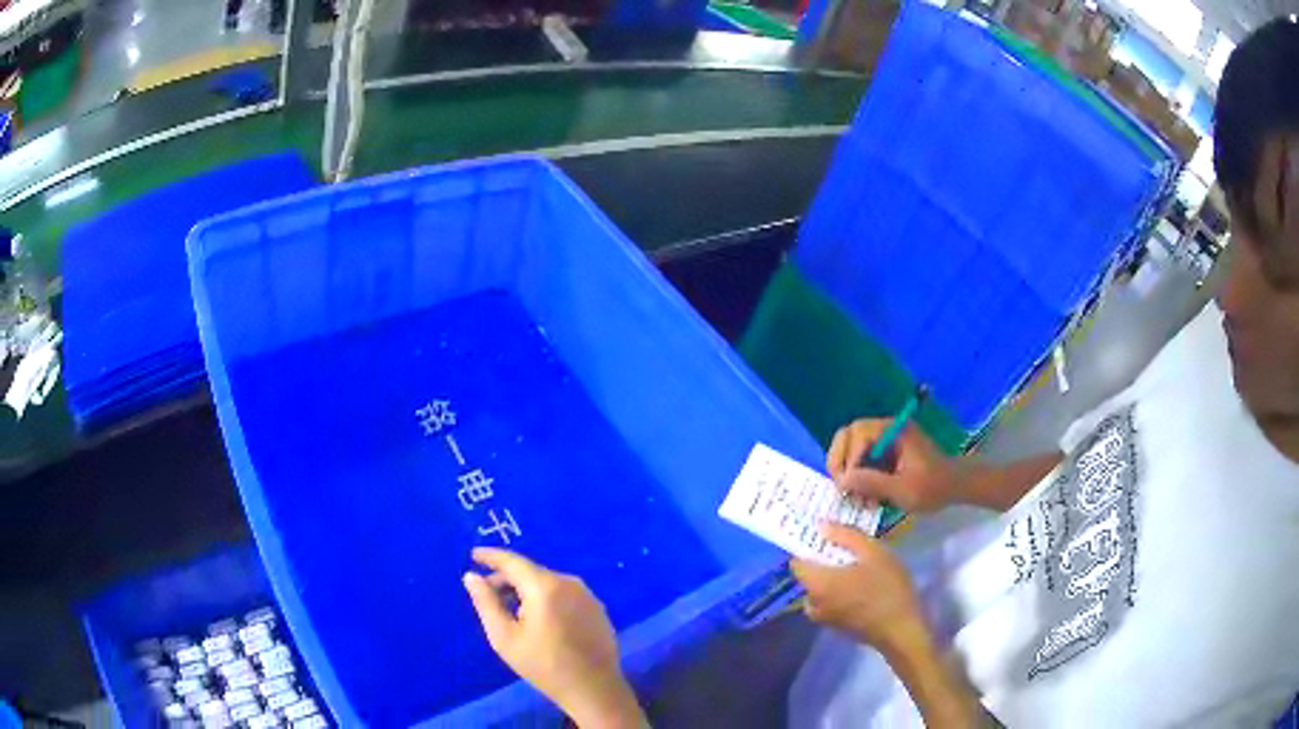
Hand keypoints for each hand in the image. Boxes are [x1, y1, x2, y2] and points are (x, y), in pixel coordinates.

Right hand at [463, 548, 644, 728]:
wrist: (593, 688)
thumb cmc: (544, 665)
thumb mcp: (504, 637)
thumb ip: (486, 603)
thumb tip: (471, 576)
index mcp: (546, 587)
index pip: (513, 562)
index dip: (491, 557)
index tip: (474, 555)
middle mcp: (570, 583)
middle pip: (531, 572)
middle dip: (506, 578)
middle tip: (486, 591)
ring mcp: (587, 595)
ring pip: (548, 583)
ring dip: (526, 590)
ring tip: (509, 608)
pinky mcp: (597, 609)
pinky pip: (564, 594)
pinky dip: (545, 598)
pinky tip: (537, 618)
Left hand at [790, 523, 924, 653]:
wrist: (902, 630)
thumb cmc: (887, 588)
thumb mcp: (873, 552)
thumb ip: (846, 536)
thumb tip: (821, 526)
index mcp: (817, 584)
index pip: (796, 563)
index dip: (806, 547)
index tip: (822, 535)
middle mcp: (814, 603)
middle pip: (809, 577)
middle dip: (822, 560)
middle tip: (843, 546)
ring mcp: (825, 619)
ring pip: (820, 591)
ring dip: (832, 577)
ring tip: (855, 564)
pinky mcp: (837, 627)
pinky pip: (830, 603)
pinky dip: (838, 592)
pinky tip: (861, 585)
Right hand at [827, 418, 967, 513]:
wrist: (955, 487)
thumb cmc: (933, 487)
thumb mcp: (903, 489)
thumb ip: (872, 482)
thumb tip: (841, 480)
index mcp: (893, 430)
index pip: (857, 433)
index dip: (848, 458)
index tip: (847, 485)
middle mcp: (886, 429)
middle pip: (849, 435)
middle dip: (840, 461)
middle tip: (840, 486)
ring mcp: (885, 440)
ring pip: (852, 448)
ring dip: (848, 473)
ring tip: (854, 498)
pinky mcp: (885, 453)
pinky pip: (862, 460)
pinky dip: (858, 478)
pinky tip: (864, 498)